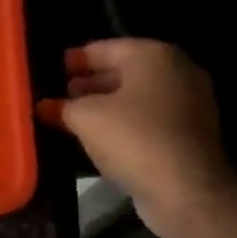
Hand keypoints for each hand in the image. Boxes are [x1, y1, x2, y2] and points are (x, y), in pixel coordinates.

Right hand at [37, 38, 236, 237]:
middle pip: (125, 71)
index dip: (76, 59)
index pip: (106, 48)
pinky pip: (149, 119)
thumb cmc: (133, 138)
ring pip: (137, 97)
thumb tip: (45, 106)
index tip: (53, 68)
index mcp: (154, 55)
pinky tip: (100, 137)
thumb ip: (62, 107)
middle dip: (91, 82)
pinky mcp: (191, 133)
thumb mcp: (86, 118)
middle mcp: (177, 71)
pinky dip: (125, 123)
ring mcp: (190, 103)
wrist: (186, 189)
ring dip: (107, 105)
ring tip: (74, 117)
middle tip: (61, 93)